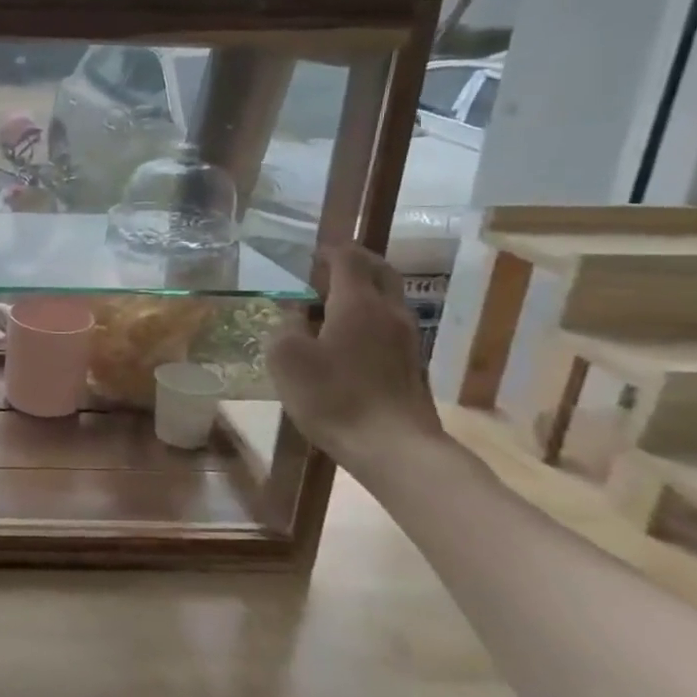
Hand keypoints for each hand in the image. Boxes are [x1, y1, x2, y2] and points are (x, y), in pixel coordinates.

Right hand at [269, 244, 443, 469]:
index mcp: (357, 303)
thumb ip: (285, 326)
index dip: (329, 250)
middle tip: (329, 266)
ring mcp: (406, 338)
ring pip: (388, 298)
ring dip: (364, 290)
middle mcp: (388, 312)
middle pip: (380, 271)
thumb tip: (293, 313)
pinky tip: (347, 336)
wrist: (393, 446)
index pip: (348, 259)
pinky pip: (389, 323)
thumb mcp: (287, 359)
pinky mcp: (411, 363)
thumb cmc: (333, 396)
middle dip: (356, 262)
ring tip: (332, 302)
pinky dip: (369, 316)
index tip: (309, 253)